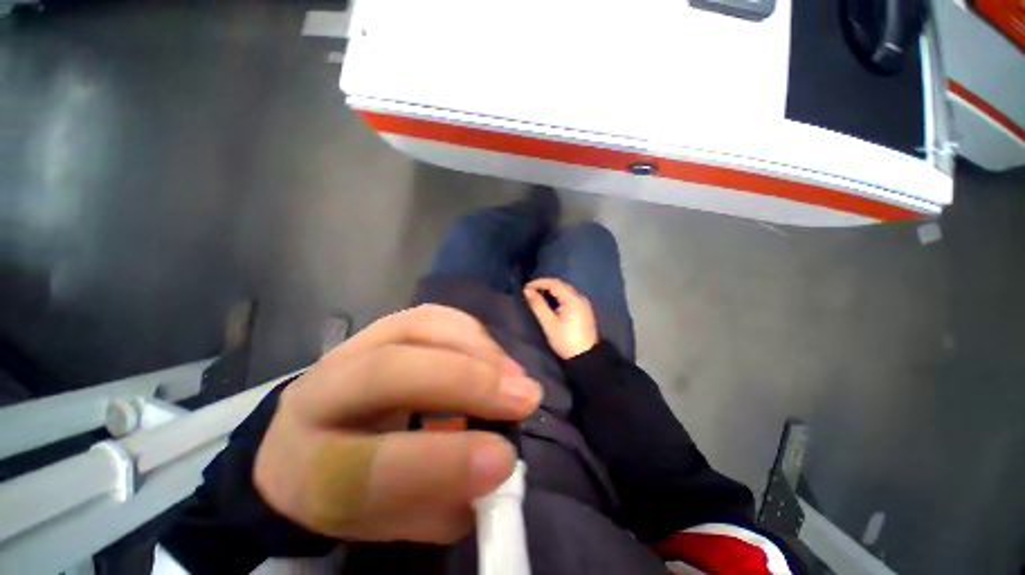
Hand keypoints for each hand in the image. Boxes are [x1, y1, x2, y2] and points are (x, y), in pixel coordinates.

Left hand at [253, 305, 541, 543]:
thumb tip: (498, 460)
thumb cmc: (355, 489)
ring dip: (477, 349)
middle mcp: (318, 397)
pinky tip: (492, 353)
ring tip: (514, 375)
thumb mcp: (394, 519)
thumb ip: (444, 499)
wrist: (313, 438)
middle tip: (524, 397)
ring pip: (416, 329)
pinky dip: (469, 330)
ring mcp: (349, 349)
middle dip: (467, 382)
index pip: (366, 466)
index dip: (444, 462)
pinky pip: (429, 315)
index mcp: (308, 469)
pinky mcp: (377, 327)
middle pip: (389, 372)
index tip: (505, 458)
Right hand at [524, 278, 598, 359]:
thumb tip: (528, 292)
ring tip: (539, 294)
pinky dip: (559, 295)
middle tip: (531, 290)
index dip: (538, 283)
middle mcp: (580, 297)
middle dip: (545, 284)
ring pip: (566, 289)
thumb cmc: (565, 340)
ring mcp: (584, 303)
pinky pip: (570, 296)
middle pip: (561, 284)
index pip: (554, 283)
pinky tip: (552, 301)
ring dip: (552, 289)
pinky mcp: (585, 310)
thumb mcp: (549, 323)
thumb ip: (538, 305)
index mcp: (572, 299)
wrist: (586, 357)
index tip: (526, 288)